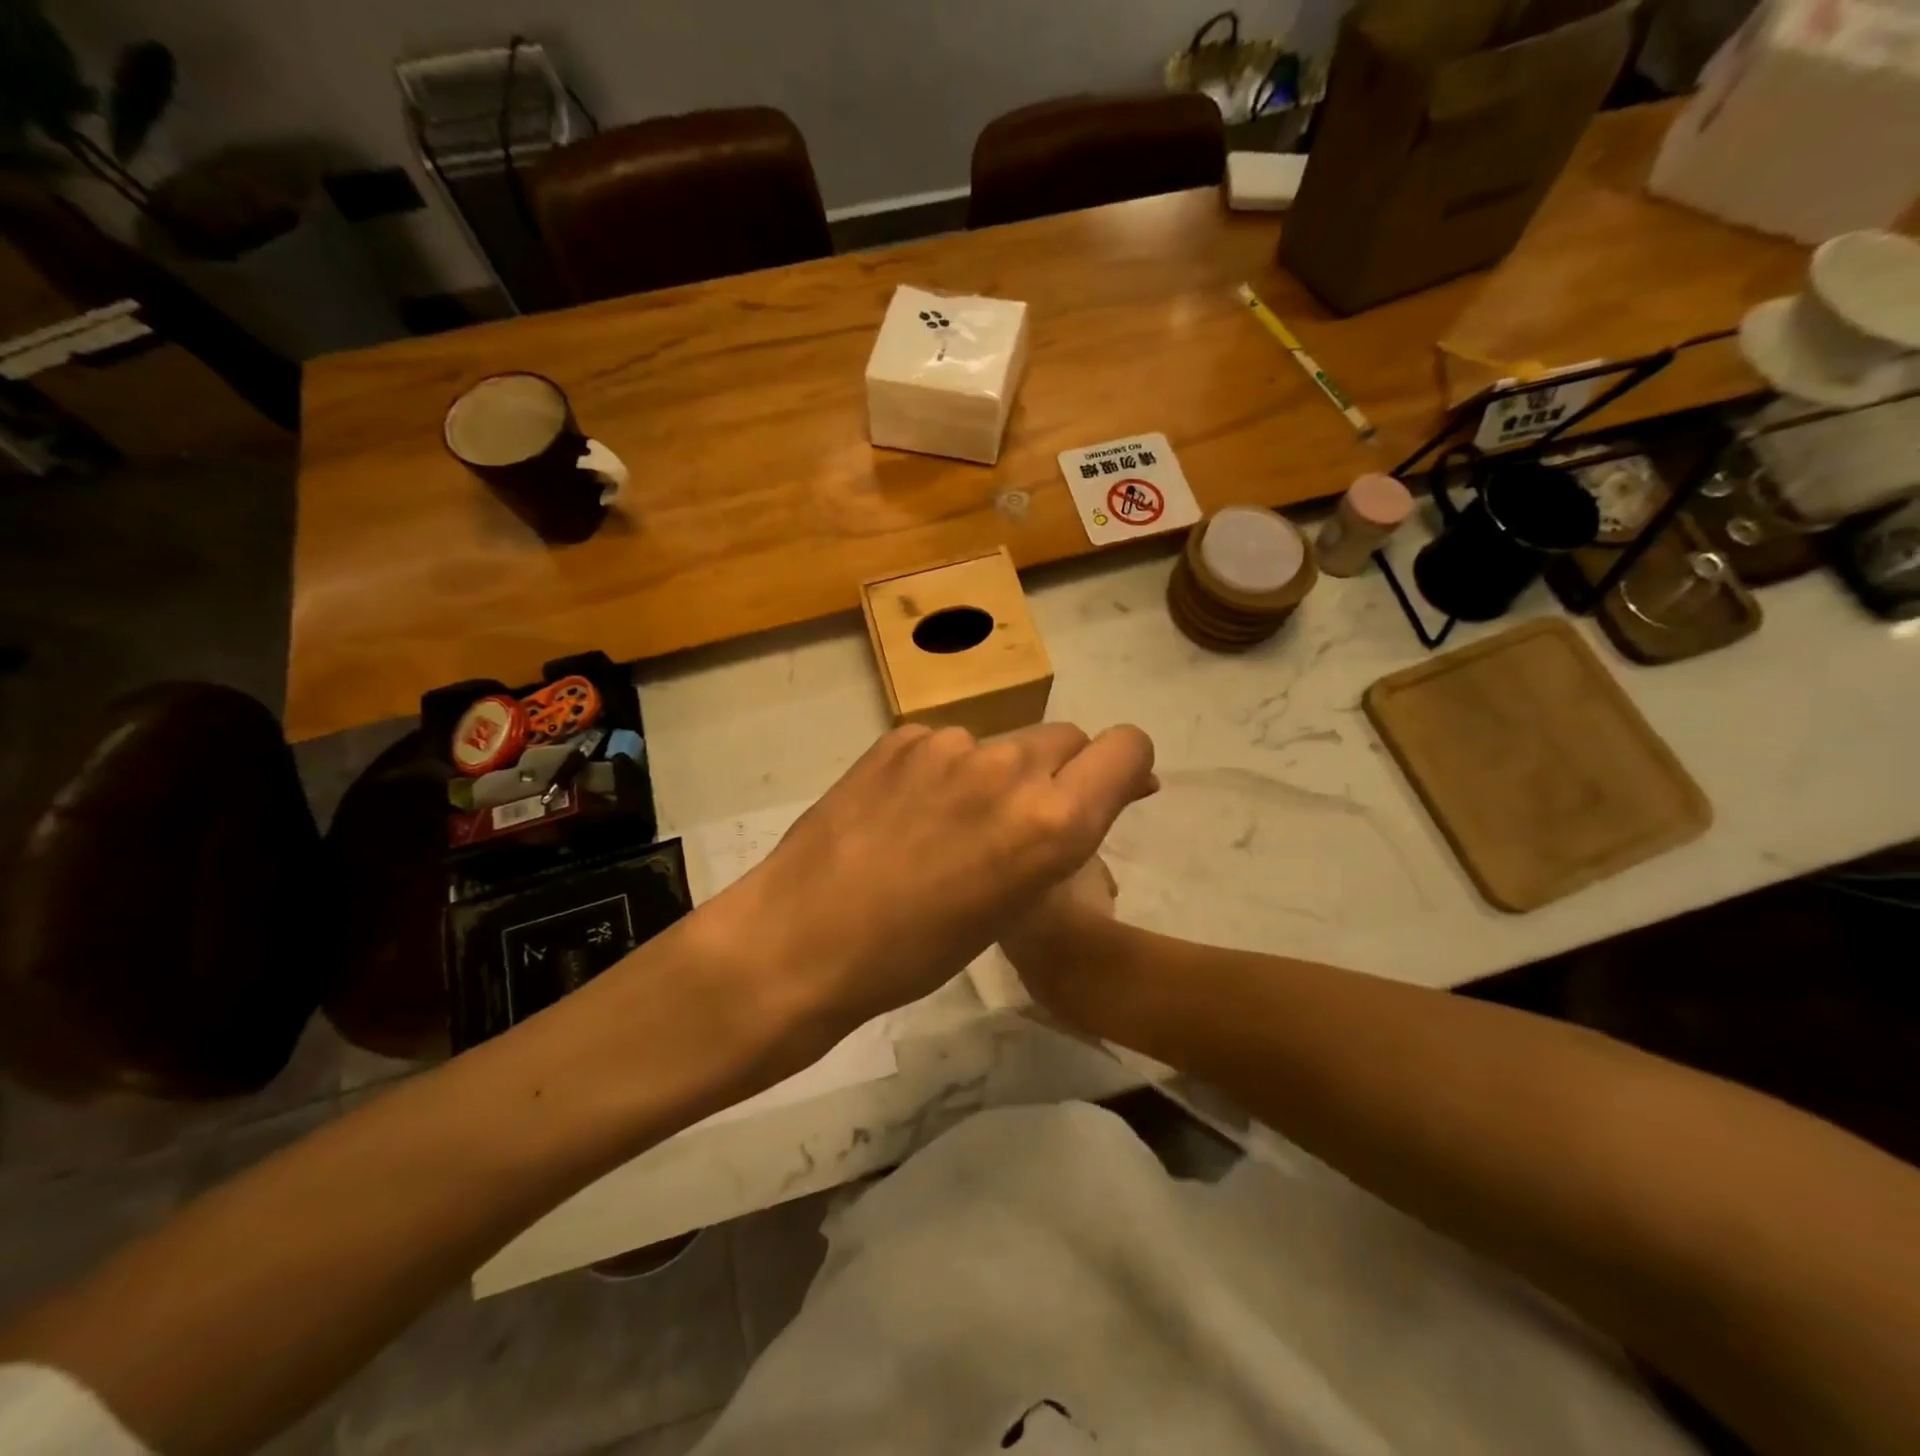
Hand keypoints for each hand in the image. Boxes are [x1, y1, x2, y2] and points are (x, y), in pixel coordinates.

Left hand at [708, 722, 1154, 1051]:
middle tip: (1016, 823)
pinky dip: (942, 770)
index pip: (1128, 747)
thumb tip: (1109, 793)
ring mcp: (950, 744)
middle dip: (1058, 772)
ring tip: (944, 827)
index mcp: (1053, 821)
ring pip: (1002, 743)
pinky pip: (946, 744)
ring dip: (994, 774)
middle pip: (1066, 738)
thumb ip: (1064, 836)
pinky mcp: (901, 737)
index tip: (1104, 792)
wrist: (803, 938)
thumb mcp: (1015, 904)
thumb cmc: (919, 952)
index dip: (1125, 767)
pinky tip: (904, 813)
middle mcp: (1010, 766)